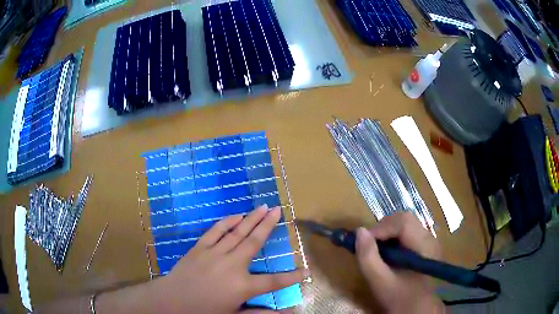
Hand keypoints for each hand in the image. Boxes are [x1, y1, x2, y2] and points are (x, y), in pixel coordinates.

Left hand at [157, 205, 304, 313]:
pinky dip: (227, 222)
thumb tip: (287, 313)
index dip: (292, 276)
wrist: (172, 301)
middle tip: (279, 210)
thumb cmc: (204, 311)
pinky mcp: (200, 248)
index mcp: (242, 286)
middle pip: (255, 242)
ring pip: (238, 232)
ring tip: (263, 207)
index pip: (274, 281)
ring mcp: (215, 253)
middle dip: (269, 225)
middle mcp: (232, 265)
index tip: (306, 269)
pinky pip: (216, 231)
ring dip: (252, 219)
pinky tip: (237, 215)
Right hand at [356, 212, 444, 313]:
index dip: (381, 228)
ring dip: (386, 232)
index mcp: (424, 246)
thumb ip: (368, 257)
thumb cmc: (400, 298)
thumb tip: (359, 231)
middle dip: (382, 228)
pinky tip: (387, 253)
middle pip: (404, 219)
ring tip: (376, 249)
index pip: (403, 222)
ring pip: (405, 224)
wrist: (418, 309)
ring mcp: (428, 240)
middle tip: (369, 245)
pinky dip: (392, 237)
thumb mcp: (380, 281)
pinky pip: (407, 232)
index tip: (363, 241)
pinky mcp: (424, 245)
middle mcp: (429, 237)